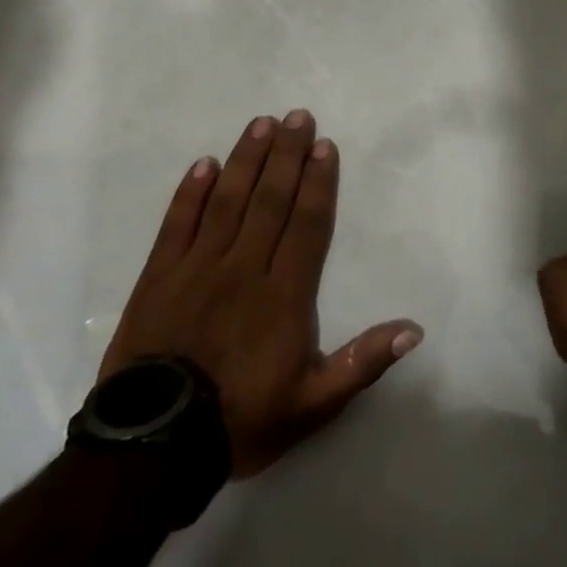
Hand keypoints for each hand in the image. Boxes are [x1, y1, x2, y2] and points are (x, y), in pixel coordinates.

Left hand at [100, 110, 421, 476]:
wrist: (153, 450)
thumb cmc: (241, 420)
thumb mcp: (314, 404)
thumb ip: (363, 362)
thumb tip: (414, 329)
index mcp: (284, 294)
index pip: (306, 224)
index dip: (317, 182)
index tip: (323, 146)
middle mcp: (243, 268)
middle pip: (269, 200)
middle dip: (286, 155)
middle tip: (296, 116)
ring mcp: (197, 268)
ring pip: (227, 201)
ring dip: (246, 160)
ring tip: (260, 124)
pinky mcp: (158, 277)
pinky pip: (177, 224)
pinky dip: (191, 192)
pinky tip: (204, 164)